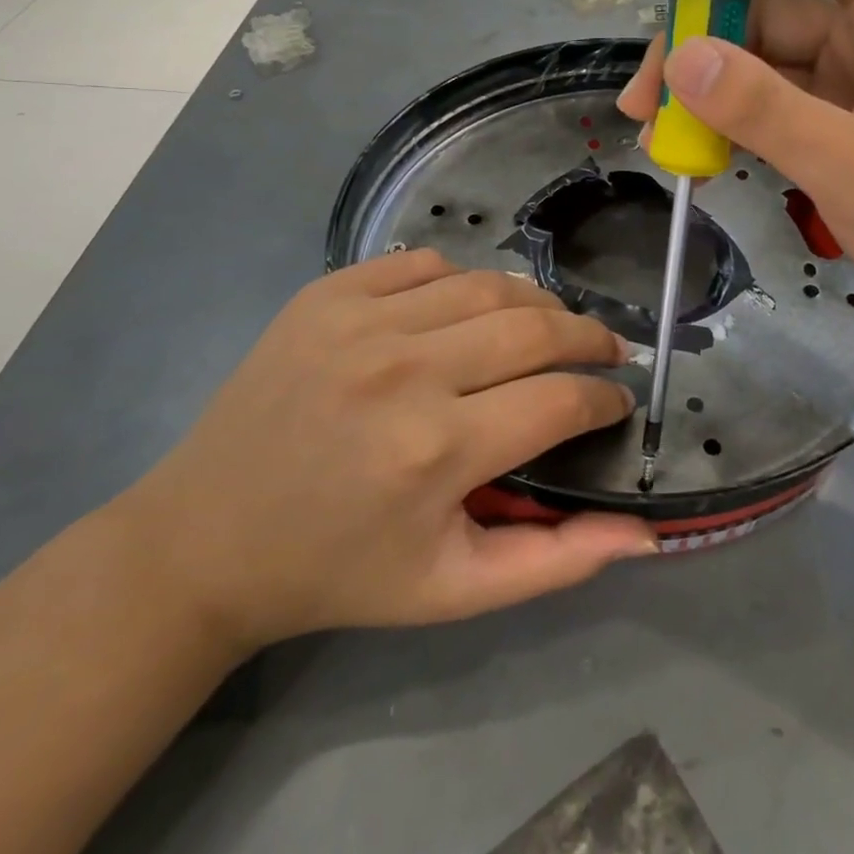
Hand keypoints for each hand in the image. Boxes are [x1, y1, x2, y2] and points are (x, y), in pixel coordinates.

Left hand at [118, 252, 654, 653]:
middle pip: (536, 328)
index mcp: (436, 452)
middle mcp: (404, 371)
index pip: (562, 400)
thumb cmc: (339, 571)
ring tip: (551, 328)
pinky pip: (426, 264)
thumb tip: (646, 532)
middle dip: (590, 338)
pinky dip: (464, 281)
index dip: (606, 399)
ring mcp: (361, 320)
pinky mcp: (328, 293)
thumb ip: (557, 560)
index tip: (618, 403)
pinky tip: (469, 311)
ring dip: (537, 305)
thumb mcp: (452, 589)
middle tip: (606, 352)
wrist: (206, 537)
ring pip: (489, 285)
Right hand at [619, 0, 853, 352]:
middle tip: (641, 97)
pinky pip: (782, 114)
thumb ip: (767, 111)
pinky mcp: (850, 138)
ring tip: (657, 134)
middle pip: (773, 19)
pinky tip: (702, 152)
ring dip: (713, 96)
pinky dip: (740, 127)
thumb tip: (683, 58)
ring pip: (769, 72)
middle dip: (703, 47)